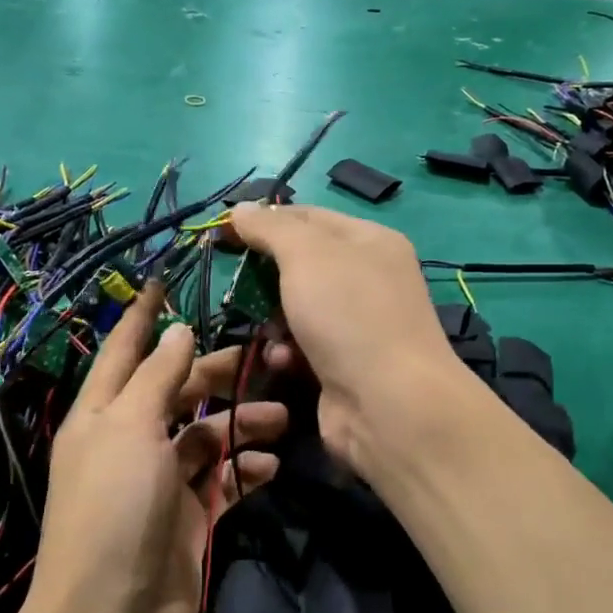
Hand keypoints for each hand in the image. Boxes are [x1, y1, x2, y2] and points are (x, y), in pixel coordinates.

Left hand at [25, 283, 287, 612]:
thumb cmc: (113, 508)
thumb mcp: (129, 429)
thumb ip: (156, 378)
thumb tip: (177, 331)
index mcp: (102, 415)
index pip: (124, 352)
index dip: (143, 318)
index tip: (165, 282)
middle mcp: (129, 442)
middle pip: (176, 392)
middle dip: (217, 375)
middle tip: (266, 360)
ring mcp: (160, 483)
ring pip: (207, 436)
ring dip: (242, 425)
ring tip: (282, 419)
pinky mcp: (188, 520)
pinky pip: (222, 482)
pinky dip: (245, 472)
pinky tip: (270, 468)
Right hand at [226, 202, 464, 476]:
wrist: (388, 404)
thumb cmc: (348, 314)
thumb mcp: (307, 255)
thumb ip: (271, 228)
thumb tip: (241, 208)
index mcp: (368, 241)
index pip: (308, 216)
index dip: (265, 220)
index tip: (223, 232)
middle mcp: (367, 278)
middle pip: (300, 264)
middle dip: (266, 277)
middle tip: (238, 285)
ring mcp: (356, 324)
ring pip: (296, 308)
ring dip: (272, 319)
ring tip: (267, 330)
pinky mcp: (342, 364)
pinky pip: (301, 346)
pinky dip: (286, 351)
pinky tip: (282, 361)